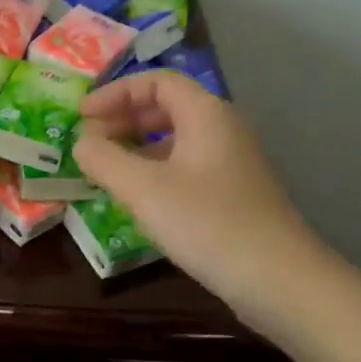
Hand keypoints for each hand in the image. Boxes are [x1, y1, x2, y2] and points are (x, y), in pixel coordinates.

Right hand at [73, 71, 323, 317]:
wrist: (279, 280)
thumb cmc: (207, 223)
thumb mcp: (143, 189)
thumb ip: (104, 159)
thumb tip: (81, 142)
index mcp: (206, 115)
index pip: (156, 81)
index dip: (115, 92)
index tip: (82, 115)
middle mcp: (223, 130)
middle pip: (166, 107)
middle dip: (123, 118)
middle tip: (88, 141)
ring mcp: (232, 163)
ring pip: (176, 139)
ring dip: (136, 146)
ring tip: (105, 168)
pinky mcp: (234, 194)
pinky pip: (186, 166)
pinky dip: (154, 170)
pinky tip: (136, 197)